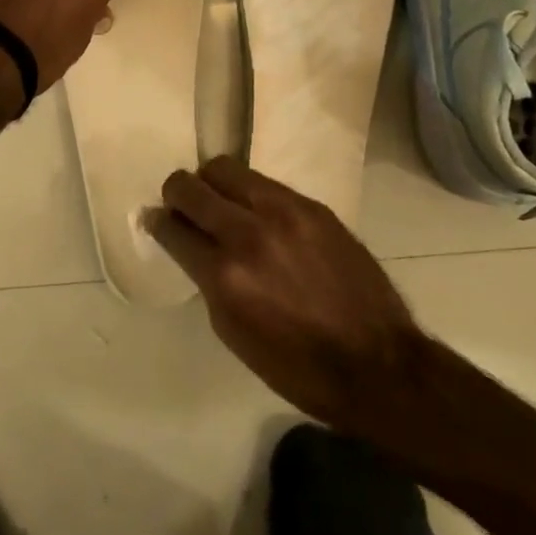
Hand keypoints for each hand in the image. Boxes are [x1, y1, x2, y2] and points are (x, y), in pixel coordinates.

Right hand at [149, 157, 426, 437]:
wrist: (379, 365)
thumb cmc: (296, 365)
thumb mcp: (232, 330)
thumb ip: (205, 278)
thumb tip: (186, 243)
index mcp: (225, 275)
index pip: (173, 228)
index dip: (158, 223)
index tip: (156, 221)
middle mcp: (249, 234)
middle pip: (190, 186)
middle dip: (176, 194)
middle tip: (182, 207)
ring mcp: (285, 213)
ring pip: (225, 169)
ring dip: (211, 184)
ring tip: (220, 203)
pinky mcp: (313, 207)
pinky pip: (265, 183)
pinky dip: (250, 194)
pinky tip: (259, 216)